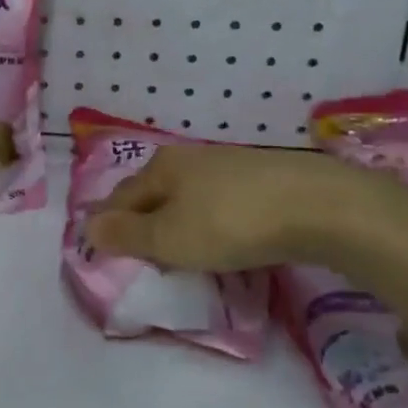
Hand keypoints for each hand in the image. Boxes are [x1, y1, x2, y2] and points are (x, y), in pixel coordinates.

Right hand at [85, 143, 373, 273]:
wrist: (320, 206)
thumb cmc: (230, 224)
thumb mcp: (169, 239)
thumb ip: (127, 235)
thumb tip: (86, 228)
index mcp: (162, 167)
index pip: (121, 196)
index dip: (108, 221)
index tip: (102, 245)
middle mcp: (192, 157)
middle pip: (155, 191)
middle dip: (144, 218)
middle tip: (141, 250)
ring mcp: (232, 164)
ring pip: (190, 194)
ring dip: (180, 218)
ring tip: (182, 245)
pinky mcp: (267, 178)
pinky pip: (223, 200)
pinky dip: (213, 218)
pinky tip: (225, 233)